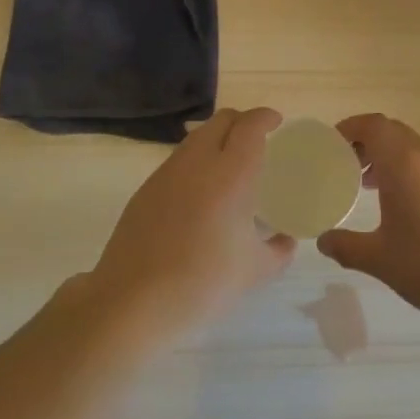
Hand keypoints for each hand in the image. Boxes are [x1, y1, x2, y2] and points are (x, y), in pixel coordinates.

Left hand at [90, 108, 296, 340]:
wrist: (133, 301)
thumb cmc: (203, 283)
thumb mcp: (254, 271)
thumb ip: (278, 250)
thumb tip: (286, 241)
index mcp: (231, 173)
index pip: (250, 126)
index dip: (265, 117)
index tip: (276, 123)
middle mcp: (198, 162)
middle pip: (221, 120)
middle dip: (241, 122)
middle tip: (256, 141)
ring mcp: (166, 173)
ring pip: (196, 138)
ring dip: (216, 140)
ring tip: (229, 167)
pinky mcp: (145, 189)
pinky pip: (177, 161)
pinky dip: (195, 163)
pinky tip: (200, 195)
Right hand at [318, 114, 419, 326]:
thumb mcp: (378, 259)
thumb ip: (345, 245)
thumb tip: (324, 241)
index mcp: (404, 163)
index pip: (374, 125)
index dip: (351, 127)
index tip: (334, 144)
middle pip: (393, 132)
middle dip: (368, 143)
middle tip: (348, 166)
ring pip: (415, 148)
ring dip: (390, 158)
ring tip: (372, 187)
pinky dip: (413, 172)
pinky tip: (408, 206)